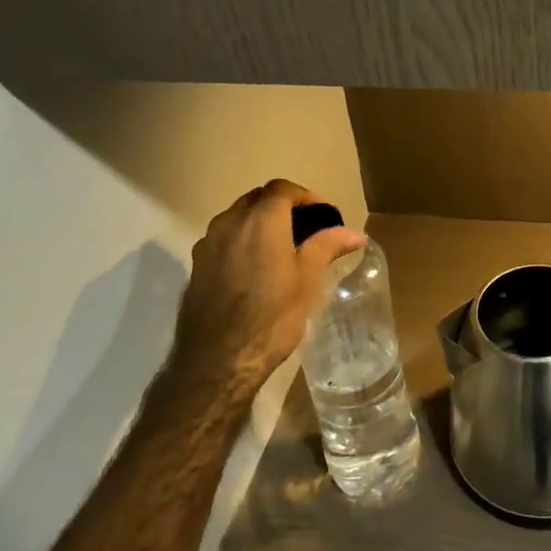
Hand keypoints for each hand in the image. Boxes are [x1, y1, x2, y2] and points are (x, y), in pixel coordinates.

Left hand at [168, 180, 365, 409]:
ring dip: (260, 224)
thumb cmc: (271, 316)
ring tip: (282, 250)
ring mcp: (208, 244)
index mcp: (261, 220)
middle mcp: (230, 222)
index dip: (306, 197)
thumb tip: (354, 233)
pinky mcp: (196, 266)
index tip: (324, 217)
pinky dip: (243, 242)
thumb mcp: (308, 279)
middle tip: (307, 231)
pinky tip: (256, 270)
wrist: (218, 361)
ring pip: (238, 218)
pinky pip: (224, 240)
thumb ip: (328, 246)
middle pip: (258, 199)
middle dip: (283, 207)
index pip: (283, 189)